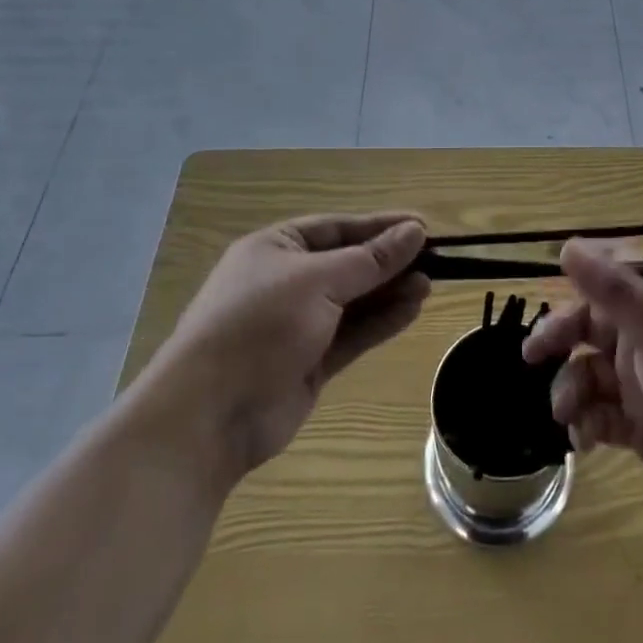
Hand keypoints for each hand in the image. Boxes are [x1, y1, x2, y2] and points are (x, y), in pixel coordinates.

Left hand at [140, 213, 429, 485]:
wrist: (208, 417)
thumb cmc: (259, 326)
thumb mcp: (318, 280)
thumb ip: (370, 259)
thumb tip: (415, 231)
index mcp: (276, 248)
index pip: (337, 228)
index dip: (380, 225)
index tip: (422, 226)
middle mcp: (286, 282)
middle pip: (348, 263)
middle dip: (388, 261)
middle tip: (434, 259)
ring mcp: (297, 324)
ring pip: (354, 300)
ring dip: (390, 291)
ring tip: (430, 285)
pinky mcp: (309, 362)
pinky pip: (353, 334)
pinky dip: (381, 322)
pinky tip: (412, 310)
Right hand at [523, 242, 642, 528]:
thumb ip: (614, 290)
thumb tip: (567, 245)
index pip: (603, 289)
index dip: (571, 295)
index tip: (543, 304)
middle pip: (588, 331)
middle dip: (559, 341)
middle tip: (531, 357)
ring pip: (589, 376)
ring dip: (570, 390)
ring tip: (568, 414)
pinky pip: (600, 418)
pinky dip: (586, 425)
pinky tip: (584, 441)